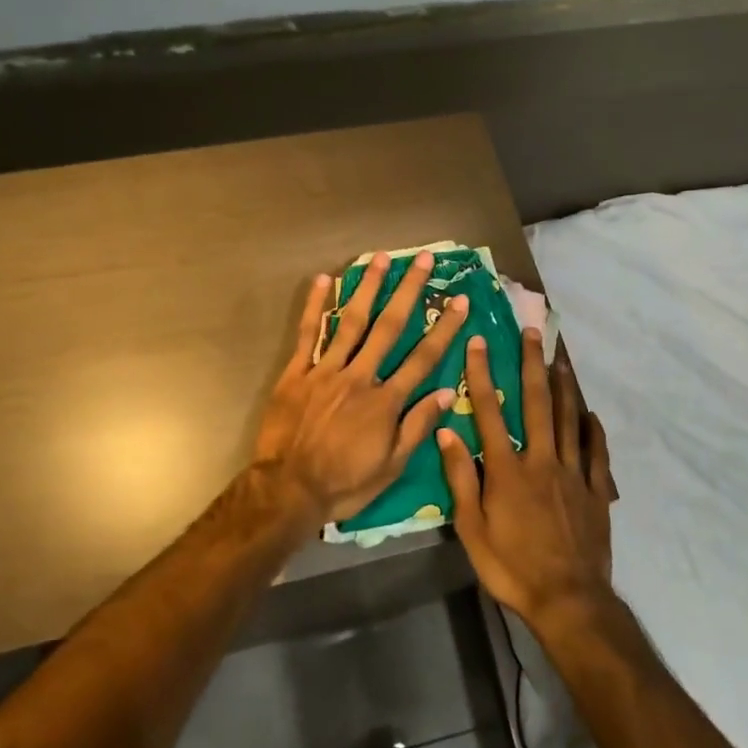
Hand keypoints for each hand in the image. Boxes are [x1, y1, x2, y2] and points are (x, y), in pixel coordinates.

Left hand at [255, 251, 469, 526]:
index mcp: (385, 400)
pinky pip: (307, 334)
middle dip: (409, 291)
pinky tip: (323, 280)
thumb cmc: (344, 483)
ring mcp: (325, 371)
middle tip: (423, 259)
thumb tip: (448, 392)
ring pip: (350, 322)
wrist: (287, 490)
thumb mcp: (391, 466)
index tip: (460, 299)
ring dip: (367, 287)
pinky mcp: (296, 373)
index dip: (444, 327)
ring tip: (380, 258)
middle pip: (389, 327)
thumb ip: (418, 426)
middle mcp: (359, 376)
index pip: (423, 357)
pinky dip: (315, 307)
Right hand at [440, 331, 617, 628]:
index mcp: (507, 469)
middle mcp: (541, 460)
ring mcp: (572, 473)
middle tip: (532, 332)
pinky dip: (593, 429)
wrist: (568, 600)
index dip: (483, 374)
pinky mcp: (595, 490)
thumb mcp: (472, 529)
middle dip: (531, 364)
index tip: (479, 342)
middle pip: (536, 403)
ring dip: (563, 385)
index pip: (490, 411)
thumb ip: (460, 478)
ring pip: (568, 419)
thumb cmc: (512, 567)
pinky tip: (591, 413)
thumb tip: (445, 432)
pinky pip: (596, 452)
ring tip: (560, 357)